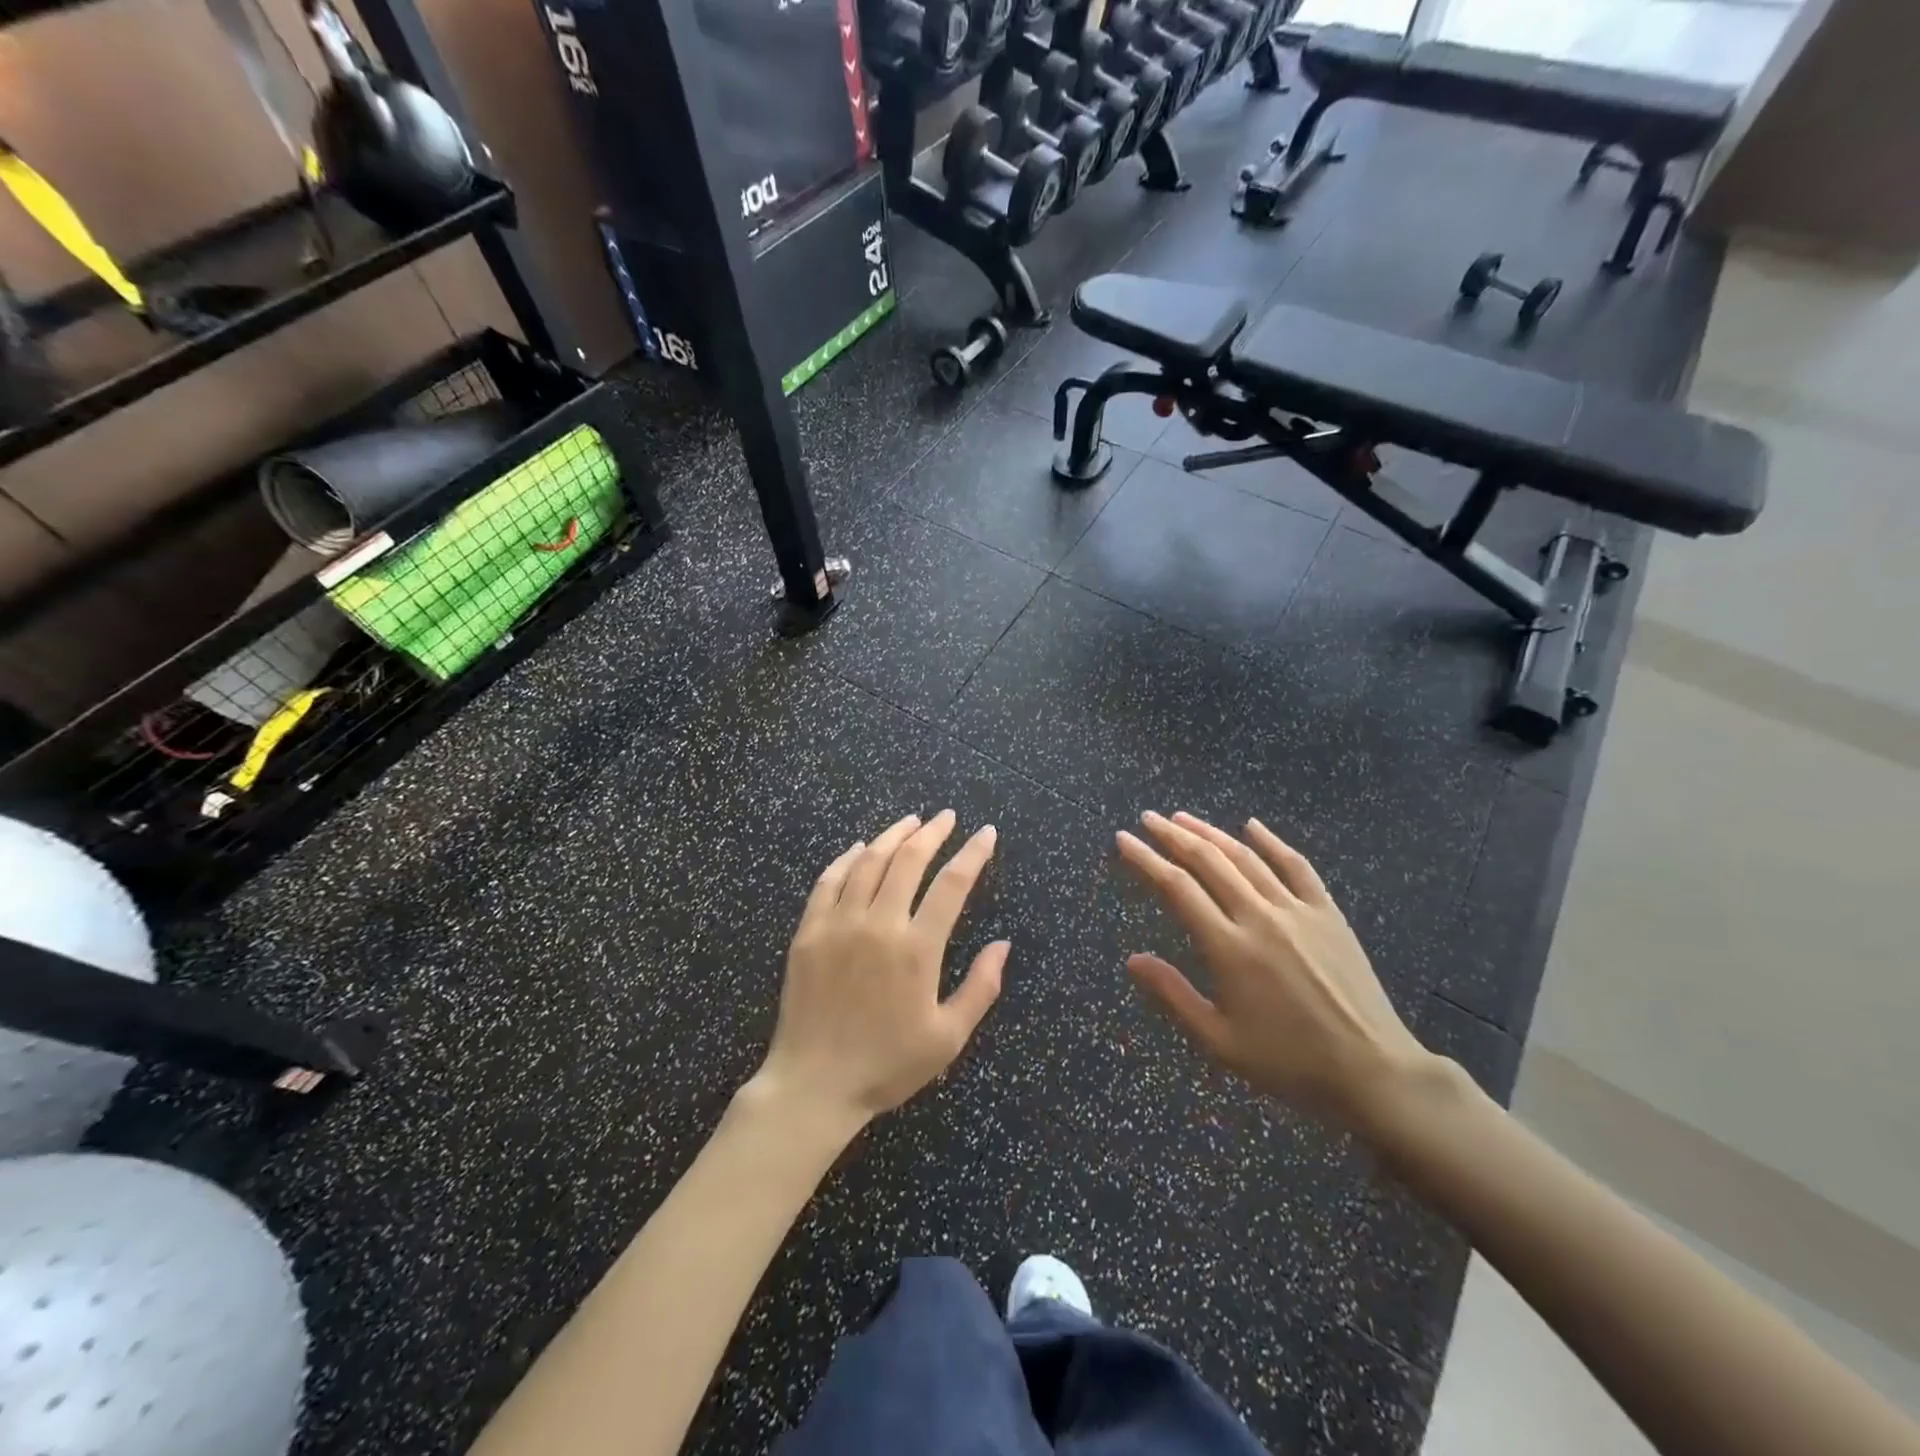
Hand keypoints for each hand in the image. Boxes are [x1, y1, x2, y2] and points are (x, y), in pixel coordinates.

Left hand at [752, 811, 1007, 1130]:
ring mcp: (839, 924)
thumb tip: (1003, 944)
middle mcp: (879, 925)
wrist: (812, 1086)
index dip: (973, 854)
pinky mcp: (808, 932)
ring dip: (892, 836)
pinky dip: (847, 858)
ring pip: (868, 862)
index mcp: (917, 949)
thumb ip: (980, 988)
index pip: (952, 885)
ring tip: (910, 821)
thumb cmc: (886, 1066)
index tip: (986, 833)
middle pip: (908, 861)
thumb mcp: (947, 1038)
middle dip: (932, 833)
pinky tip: (858, 848)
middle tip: (947, 817)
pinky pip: (829, 881)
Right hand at [1116, 810, 1436, 1130]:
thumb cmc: (1289, 1063)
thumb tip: (1132, 959)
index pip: (1176, 887)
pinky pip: (1296, 866)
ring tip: (1182, 818)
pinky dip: (1271, 842)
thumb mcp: (1219, 1041)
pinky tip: (1252, 825)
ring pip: (1246, 857)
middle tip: (1147, 818)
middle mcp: (1259, 917)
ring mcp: (1297, 910)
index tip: (1123, 839)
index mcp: (1229, 948)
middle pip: (1208, 861)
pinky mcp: (1328, 913)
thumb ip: (1173, 994)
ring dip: (1210, 832)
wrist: (1373, 1072)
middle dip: (1172, 835)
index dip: (1146, 859)